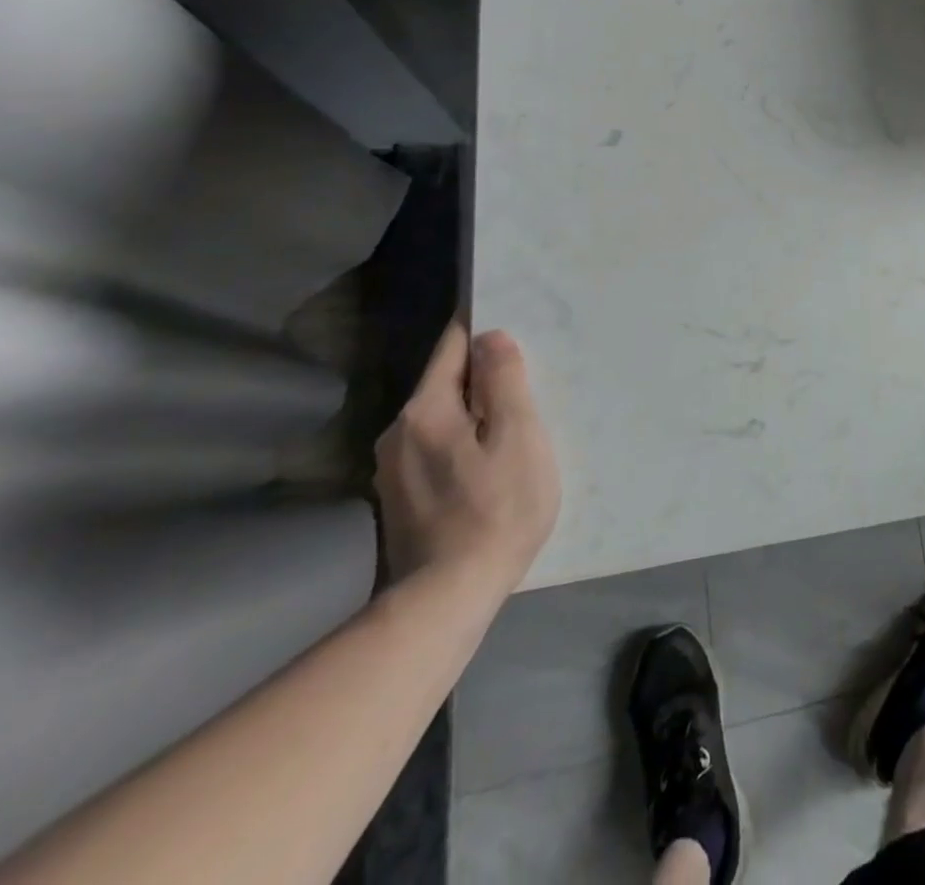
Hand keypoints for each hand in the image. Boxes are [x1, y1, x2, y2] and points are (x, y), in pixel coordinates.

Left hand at [374, 324, 560, 595]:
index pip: (452, 349)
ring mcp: (394, 470)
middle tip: (530, 381)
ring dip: (477, 414)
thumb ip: (504, 380)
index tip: (515, 327)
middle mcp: (398, 433)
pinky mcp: (402, 499)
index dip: (483, 333)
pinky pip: (439, 449)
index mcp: (424, 410)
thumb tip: (490, 337)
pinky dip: (466, 443)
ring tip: (516, 424)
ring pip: (443, 419)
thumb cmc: (497, 507)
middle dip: (484, 377)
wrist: (448, 597)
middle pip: (446, 384)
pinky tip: (492, 464)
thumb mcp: (518, 435)